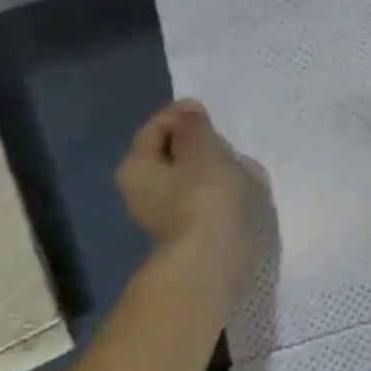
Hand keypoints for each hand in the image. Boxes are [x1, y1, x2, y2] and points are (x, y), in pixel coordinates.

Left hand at [117, 99, 262, 254]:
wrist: (214, 259)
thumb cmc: (204, 197)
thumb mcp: (202, 150)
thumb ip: (194, 127)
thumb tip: (187, 112)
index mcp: (136, 167)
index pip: (155, 128)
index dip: (181, 114)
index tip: (210, 112)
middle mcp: (140, 190)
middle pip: (167, 152)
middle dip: (194, 141)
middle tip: (224, 136)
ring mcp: (161, 213)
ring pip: (184, 175)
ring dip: (206, 165)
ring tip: (235, 160)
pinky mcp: (185, 229)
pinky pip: (197, 196)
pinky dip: (212, 187)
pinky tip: (234, 187)